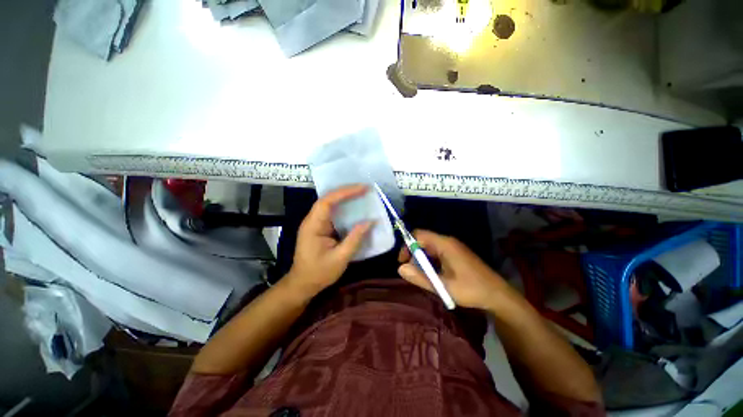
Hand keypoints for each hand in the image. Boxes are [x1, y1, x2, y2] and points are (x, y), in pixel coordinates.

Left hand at [285, 185, 371, 297]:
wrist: (303, 284)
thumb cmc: (319, 273)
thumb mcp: (340, 258)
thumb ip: (355, 239)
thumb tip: (371, 222)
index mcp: (313, 226)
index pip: (327, 201)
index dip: (344, 192)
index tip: (362, 188)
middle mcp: (312, 220)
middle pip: (328, 199)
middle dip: (346, 192)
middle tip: (365, 189)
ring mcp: (316, 224)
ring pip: (330, 204)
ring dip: (345, 198)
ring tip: (362, 194)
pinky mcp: (320, 228)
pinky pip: (333, 213)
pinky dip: (344, 208)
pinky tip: (355, 208)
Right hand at [398, 230, 508, 309]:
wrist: (498, 295)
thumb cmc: (471, 290)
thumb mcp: (443, 286)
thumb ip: (420, 277)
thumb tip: (400, 269)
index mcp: (444, 244)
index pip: (418, 235)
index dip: (407, 245)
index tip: (403, 261)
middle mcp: (448, 242)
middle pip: (423, 241)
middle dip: (414, 254)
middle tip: (412, 272)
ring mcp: (453, 247)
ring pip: (430, 248)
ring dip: (422, 260)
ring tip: (422, 276)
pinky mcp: (456, 254)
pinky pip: (437, 253)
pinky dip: (431, 262)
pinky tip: (433, 275)